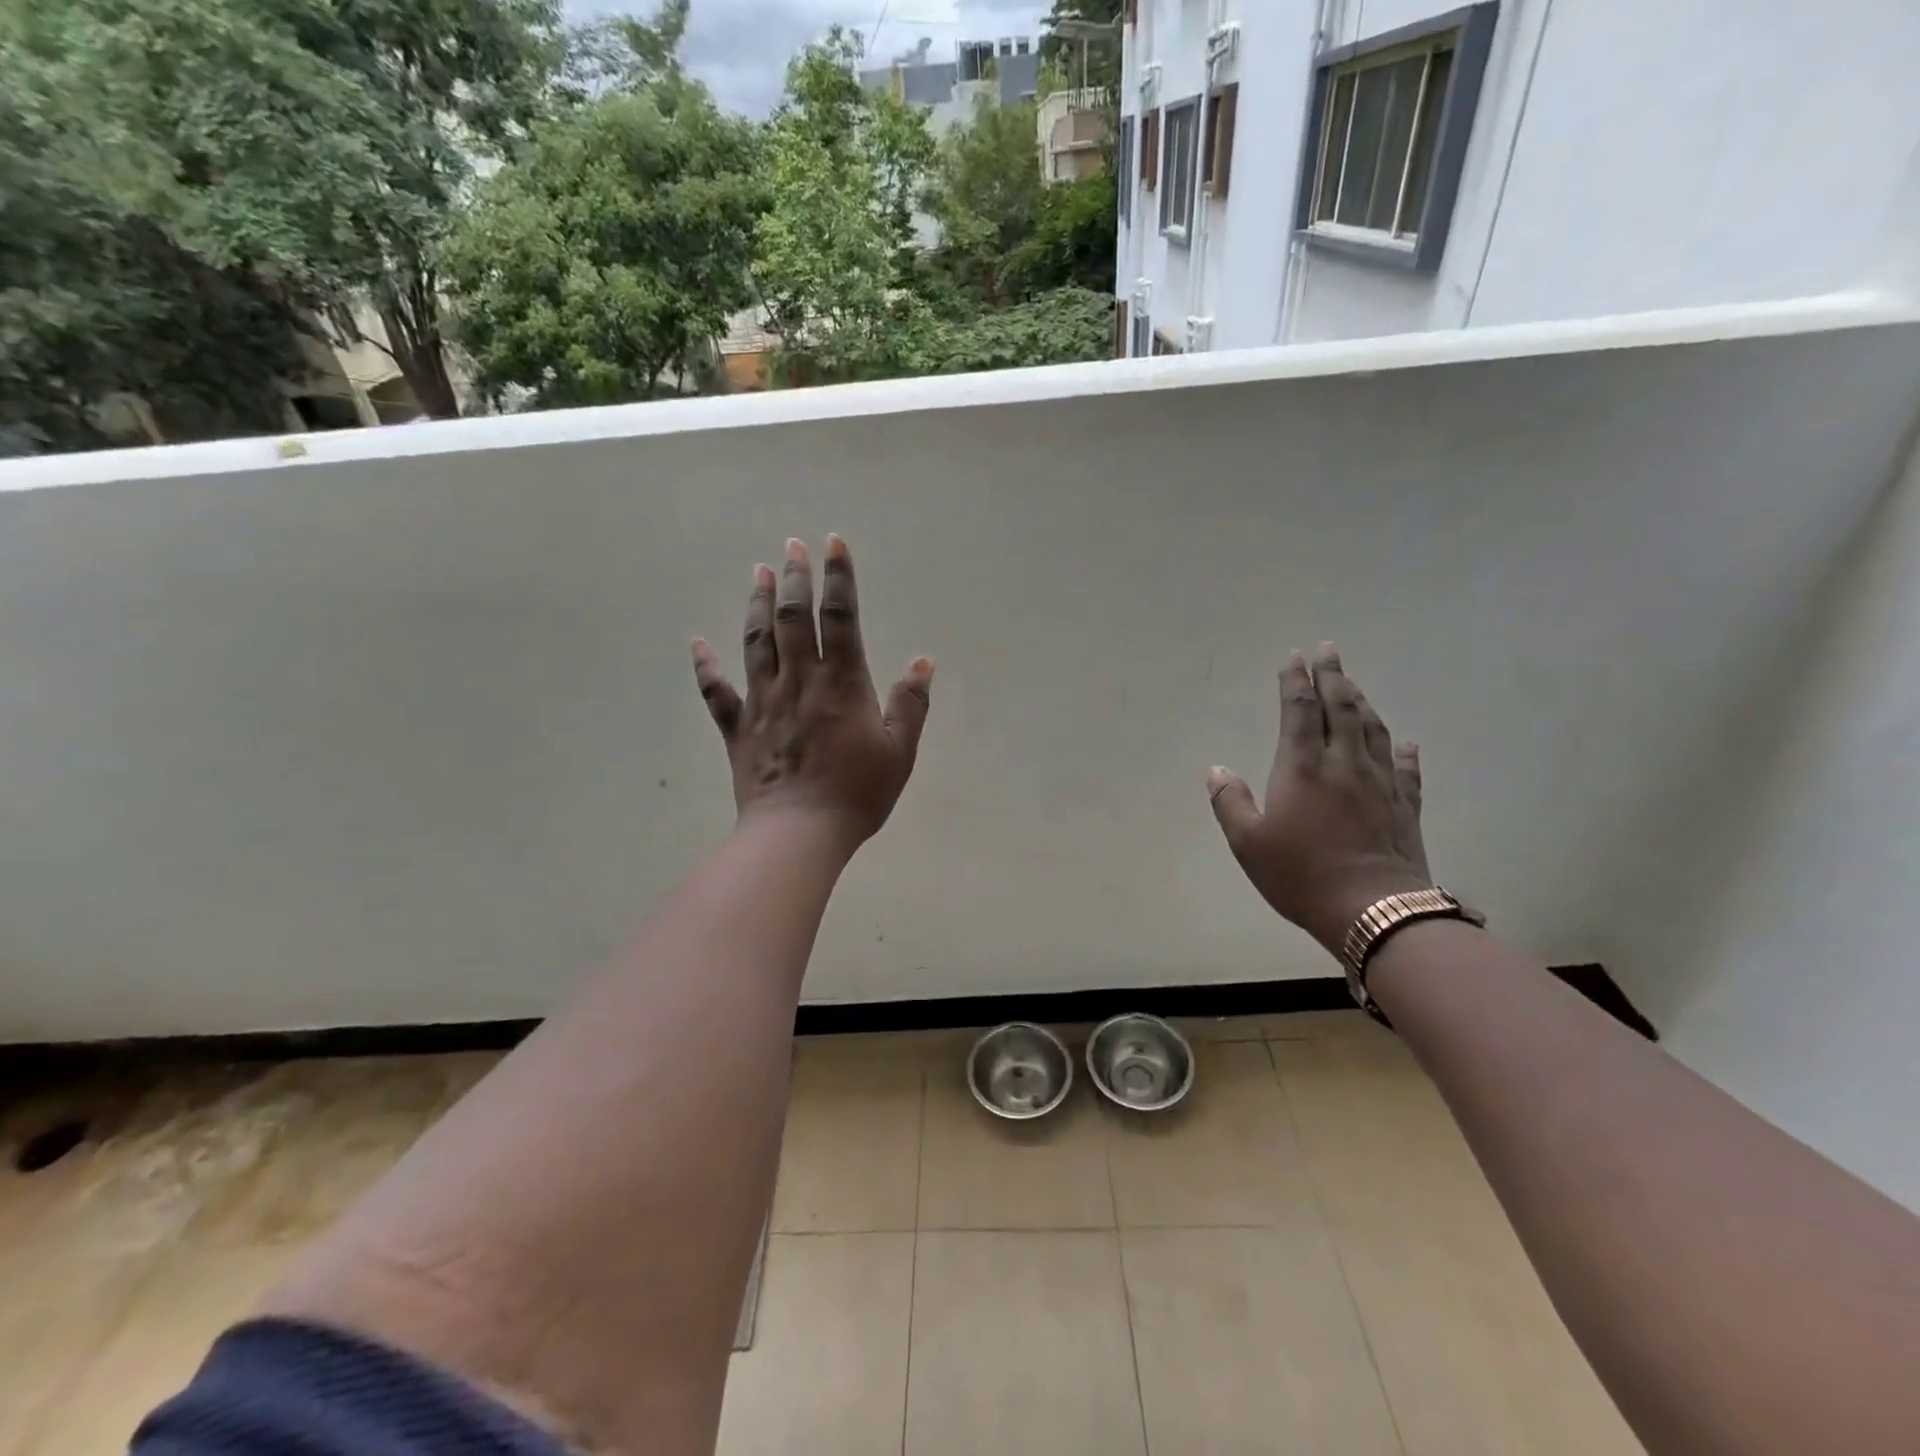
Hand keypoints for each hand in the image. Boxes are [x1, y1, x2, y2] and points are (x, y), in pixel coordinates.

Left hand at [692, 536, 932, 851]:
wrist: (799, 833)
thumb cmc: (856, 794)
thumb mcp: (899, 751)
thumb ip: (911, 704)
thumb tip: (923, 662)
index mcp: (842, 684)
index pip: (840, 618)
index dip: (838, 578)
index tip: (833, 544)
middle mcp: (800, 681)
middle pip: (794, 619)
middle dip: (796, 578)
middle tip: (792, 546)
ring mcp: (764, 703)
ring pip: (758, 642)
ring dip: (758, 605)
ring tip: (759, 573)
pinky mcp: (739, 729)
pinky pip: (717, 692)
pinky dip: (705, 666)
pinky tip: (697, 643)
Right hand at [1208, 643, 1431, 954]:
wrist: (1374, 911)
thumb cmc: (1302, 875)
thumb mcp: (1249, 843)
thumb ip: (1231, 802)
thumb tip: (1217, 769)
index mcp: (1302, 768)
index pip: (1299, 711)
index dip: (1295, 681)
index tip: (1294, 656)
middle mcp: (1344, 764)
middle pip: (1341, 708)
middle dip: (1333, 675)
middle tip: (1328, 649)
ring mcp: (1380, 783)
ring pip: (1373, 730)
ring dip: (1362, 702)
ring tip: (1354, 684)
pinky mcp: (1405, 806)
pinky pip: (1406, 769)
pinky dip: (1403, 751)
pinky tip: (1404, 741)